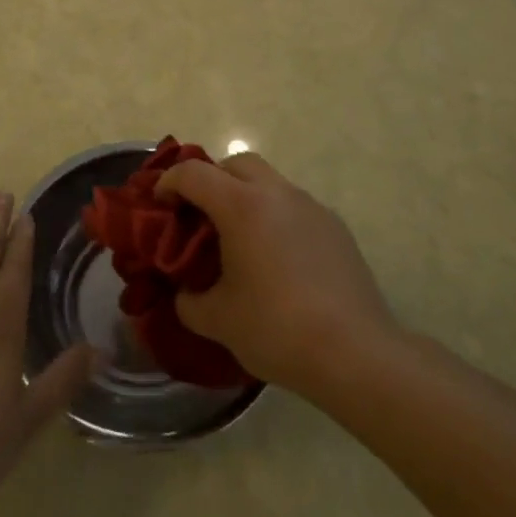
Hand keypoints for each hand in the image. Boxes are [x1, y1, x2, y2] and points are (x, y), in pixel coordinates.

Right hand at [154, 153, 397, 396]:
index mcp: (242, 205)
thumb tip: (185, 293)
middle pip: (236, 164)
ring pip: (269, 182)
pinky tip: (276, 260)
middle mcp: (277, 193)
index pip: (194, 173)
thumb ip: (189, 300)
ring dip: (246, 197)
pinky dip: (275, 217)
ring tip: (238, 240)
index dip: (169, 183)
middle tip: (198, 216)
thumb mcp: (217, 320)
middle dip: (211, 180)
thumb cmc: (277, 328)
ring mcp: (311, 206)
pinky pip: (294, 207)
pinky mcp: (335, 227)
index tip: (159, 205)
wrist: (356, 353)